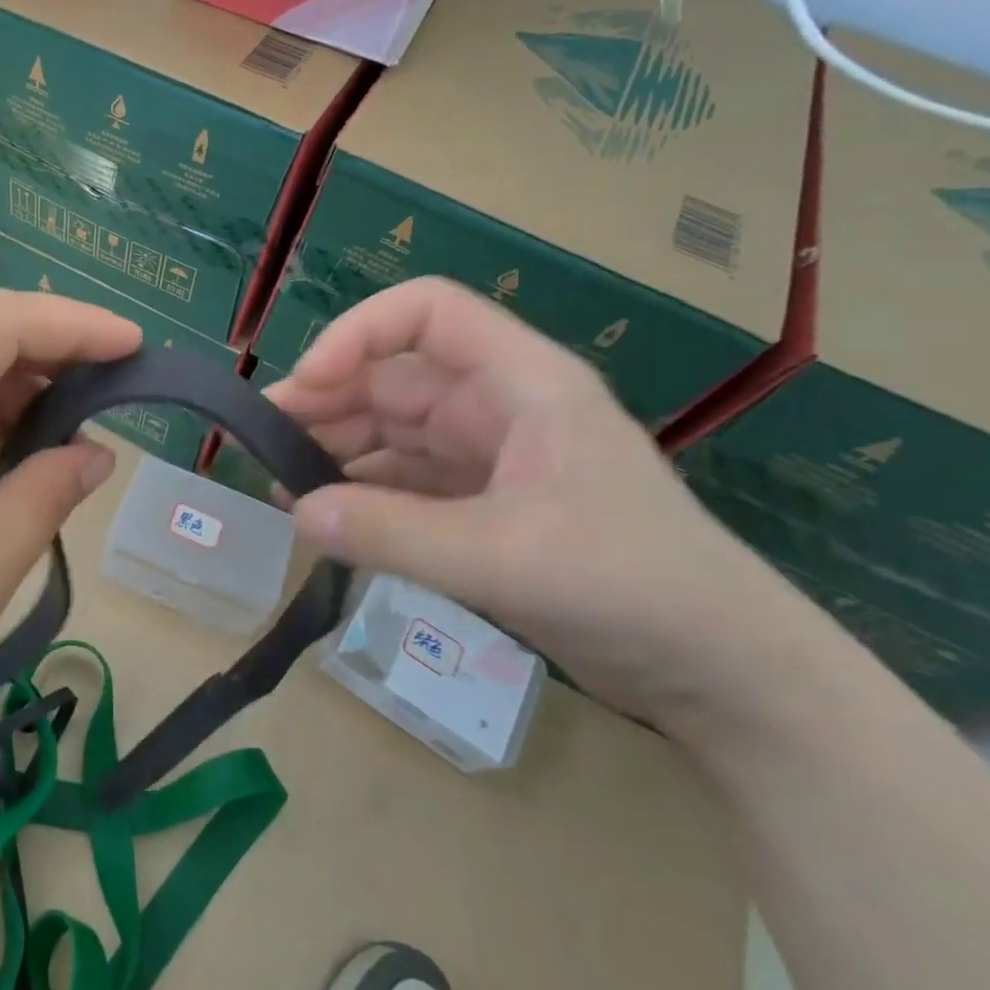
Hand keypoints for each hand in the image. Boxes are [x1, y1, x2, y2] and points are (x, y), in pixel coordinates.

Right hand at [269, 277, 800, 728]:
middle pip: (394, 374)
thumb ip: (391, 533)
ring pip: (393, 429)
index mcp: (521, 382)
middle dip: (326, 399)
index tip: (306, 385)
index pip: (425, 313)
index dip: (356, 335)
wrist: (725, 676)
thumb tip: (297, 512)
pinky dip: (361, 492)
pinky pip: (405, 480)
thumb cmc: (631, 586)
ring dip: (336, 449)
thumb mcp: (501, 556)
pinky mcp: (483, 503)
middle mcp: (499, 405)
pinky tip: (323, 516)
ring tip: (282, 486)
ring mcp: (489, 455)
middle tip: (264, 440)